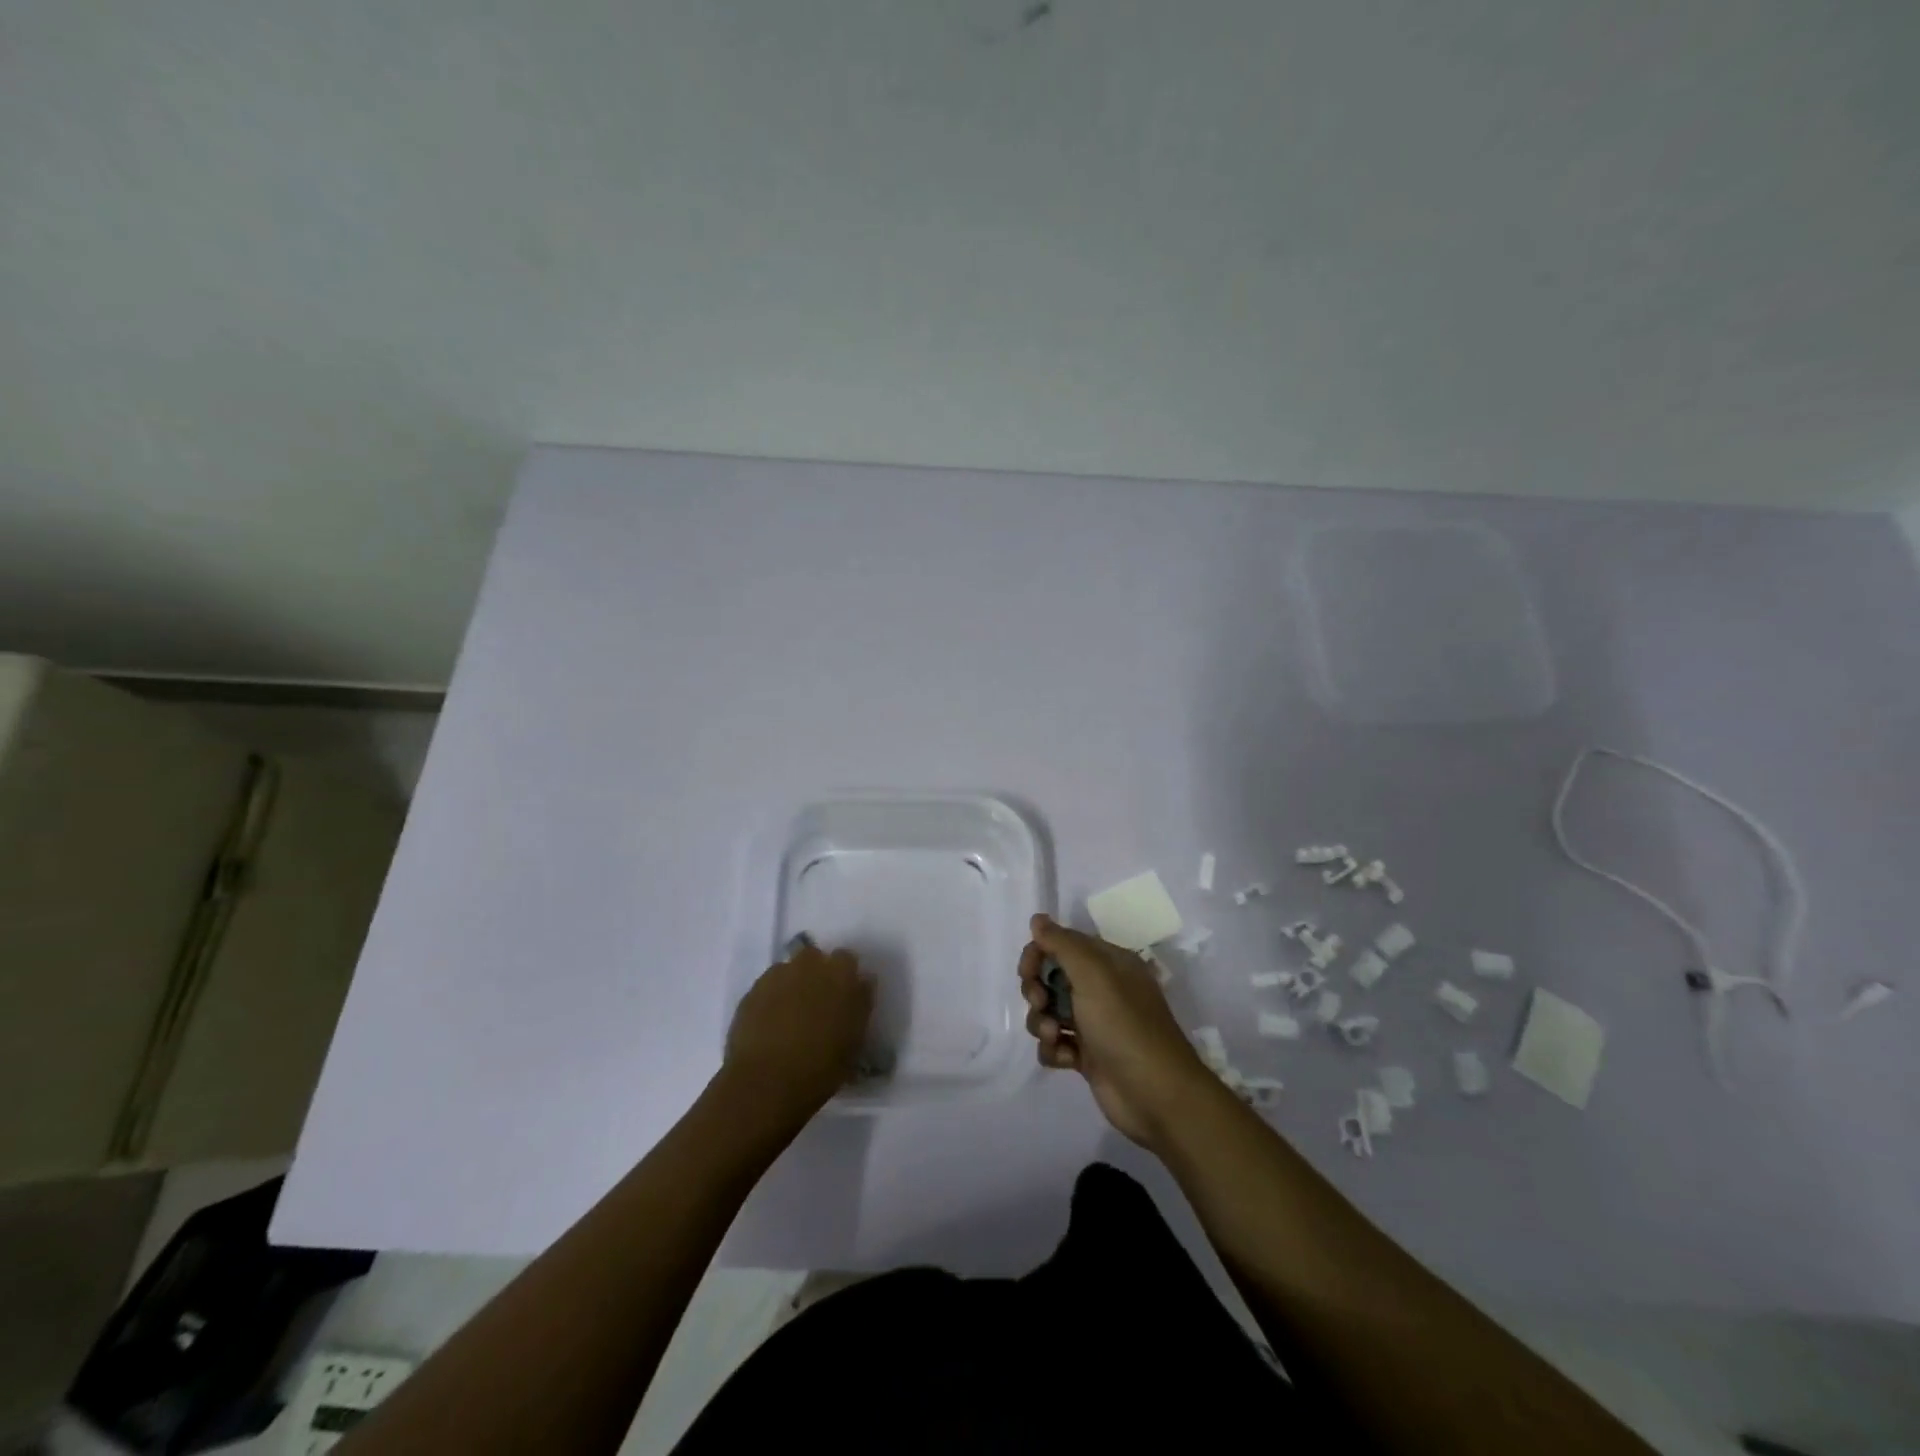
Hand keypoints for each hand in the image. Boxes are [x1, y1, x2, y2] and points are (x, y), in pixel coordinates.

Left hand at [724, 941, 874, 1116]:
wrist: (766, 1082)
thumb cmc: (821, 1068)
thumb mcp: (855, 1041)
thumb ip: (859, 1006)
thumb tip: (860, 985)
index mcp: (842, 975)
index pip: (848, 961)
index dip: (845, 978)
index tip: (844, 998)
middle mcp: (810, 965)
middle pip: (816, 958)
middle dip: (817, 973)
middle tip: (817, 1003)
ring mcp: (779, 975)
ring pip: (789, 970)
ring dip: (793, 984)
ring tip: (790, 1015)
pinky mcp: (753, 990)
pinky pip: (768, 986)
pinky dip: (771, 998)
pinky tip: (769, 1023)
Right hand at [1018, 914, 1213, 1150]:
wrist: (1156, 1095)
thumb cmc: (1124, 1026)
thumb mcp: (1094, 975)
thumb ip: (1062, 944)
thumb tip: (1037, 918)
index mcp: (1109, 962)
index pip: (1063, 944)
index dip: (1039, 953)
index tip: (1027, 971)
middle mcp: (1102, 988)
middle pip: (1051, 977)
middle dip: (1037, 989)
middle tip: (1040, 1002)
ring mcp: (1094, 1023)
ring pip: (1049, 1011)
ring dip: (1042, 1022)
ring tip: (1054, 1036)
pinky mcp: (1088, 1056)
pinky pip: (1055, 1043)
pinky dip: (1053, 1049)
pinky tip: (1065, 1058)